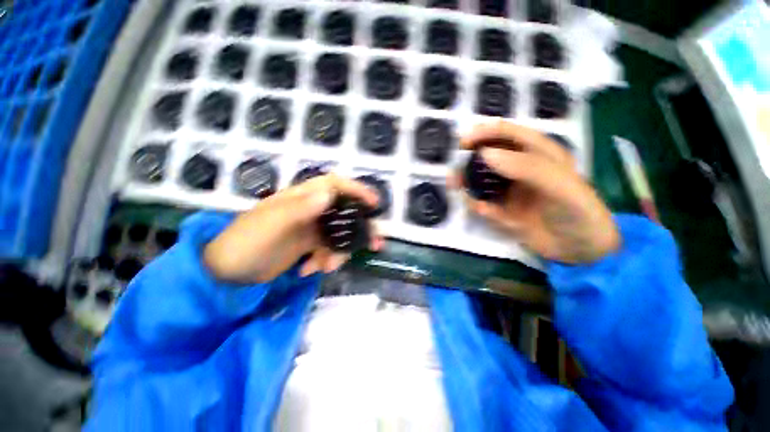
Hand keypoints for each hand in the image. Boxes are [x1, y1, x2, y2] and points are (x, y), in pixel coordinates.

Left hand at [204, 174, 383, 283]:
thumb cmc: (246, 242)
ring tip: (326, 267)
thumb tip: (328, 193)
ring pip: (340, 234)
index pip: (335, 185)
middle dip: (361, 228)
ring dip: (340, 251)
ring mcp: (312, 228)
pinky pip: (329, 249)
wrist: (227, 272)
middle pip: (345, 212)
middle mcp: (311, 209)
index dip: (357, 190)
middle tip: (375, 244)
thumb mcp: (272, 224)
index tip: (375, 204)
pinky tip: (309, 270)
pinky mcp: (310, 245)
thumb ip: (299, 208)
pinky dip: (326, 260)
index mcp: (302, 197)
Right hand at [453, 121, 619, 263]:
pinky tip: (481, 210)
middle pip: (488, 156)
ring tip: (456, 187)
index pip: (508, 134)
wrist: (579, 249)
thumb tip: (484, 153)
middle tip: (454, 171)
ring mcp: (509, 190)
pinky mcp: (502, 209)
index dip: (485, 133)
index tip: (464, 143)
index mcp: (537, 153)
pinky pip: (483, 203)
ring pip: (481, 180)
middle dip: (468, 161)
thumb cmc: (577, 211)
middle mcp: (520, 169)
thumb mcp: (559, 185)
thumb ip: (525, 167)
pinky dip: (477, 205)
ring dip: (466, 183)